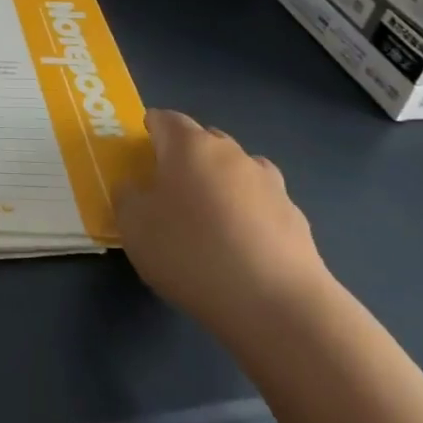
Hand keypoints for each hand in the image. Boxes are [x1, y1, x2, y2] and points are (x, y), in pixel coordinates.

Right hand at [115, 110, 330, 349]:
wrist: (276, 303)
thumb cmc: (190, 252)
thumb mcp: (134, 227)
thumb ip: (127, 197)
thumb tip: (135, 186)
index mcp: (188, 146)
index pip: (165, 119)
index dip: (151, 129)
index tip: (141, 151)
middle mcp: (231, 153)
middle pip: (203, 140)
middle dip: (185, 156)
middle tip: (169, 188)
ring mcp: (269, 183)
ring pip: (236, 170)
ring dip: (221, 183)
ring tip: (209, 220)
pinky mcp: (295, 216)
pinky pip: (261, 203)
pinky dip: (248, 214)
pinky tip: (242, 247)